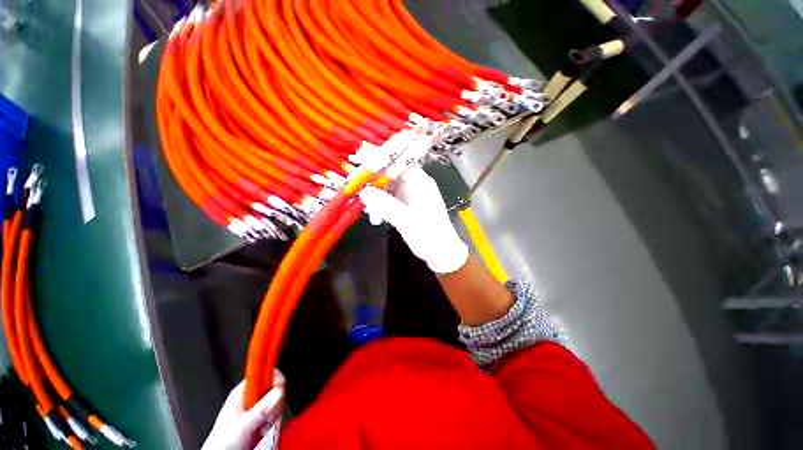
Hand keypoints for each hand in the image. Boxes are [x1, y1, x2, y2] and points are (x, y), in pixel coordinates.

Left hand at [202, 370, 285, 449]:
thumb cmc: (223, 443)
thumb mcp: (244, 424)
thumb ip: (262, 407)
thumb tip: (279, 390)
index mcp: (243, 392)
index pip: (263, 374)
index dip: (274, 378)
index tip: (280, 389)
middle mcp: (251, 398)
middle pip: (273, 389)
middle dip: (274, 404)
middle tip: (268, 416)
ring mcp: (256, 409)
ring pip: (276, 403)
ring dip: (273, 417)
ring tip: (262, 429)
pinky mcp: (260, 419)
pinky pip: (275, 415)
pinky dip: (272, 424)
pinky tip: (263, 432)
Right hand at [359, 165, 468, 273]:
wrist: (441, 254)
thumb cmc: (430, 236)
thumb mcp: (407, 221)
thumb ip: (385, 205)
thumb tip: (363, 191)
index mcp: (419, 181)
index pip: (398, 160)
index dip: (379, 158)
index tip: (359, 161)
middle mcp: (414, 184)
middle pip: (389, 173)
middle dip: (372, 182)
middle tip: (356, 189)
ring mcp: (409, 195)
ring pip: (386, 188)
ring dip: (375, 198)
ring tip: (370, 214)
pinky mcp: (405, 206)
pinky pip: (388, 200)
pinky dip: (380, 207)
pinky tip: (376, 219)